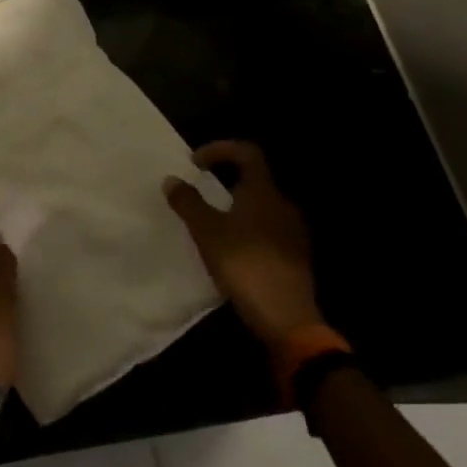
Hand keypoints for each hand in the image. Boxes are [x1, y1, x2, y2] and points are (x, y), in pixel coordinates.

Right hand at [164, 140, 324, 353]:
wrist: (287, 318)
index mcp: (263, 192)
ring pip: (260, 206)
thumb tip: (171, 179)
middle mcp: (282, 205)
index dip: (220, 149)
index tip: (195, 163)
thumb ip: (188, 202)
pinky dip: (247, 228)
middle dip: (225, 180)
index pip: (247, 153)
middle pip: (254, 179)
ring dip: (235, 206)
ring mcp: (292, 232)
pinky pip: (267, 229)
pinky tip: (230, 249)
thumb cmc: (244, 264)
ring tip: (211, 222)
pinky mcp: (294, 256)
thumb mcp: (207, 232)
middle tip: (199, 191)